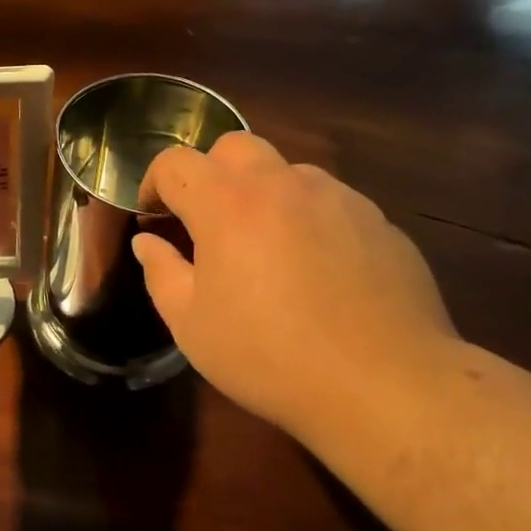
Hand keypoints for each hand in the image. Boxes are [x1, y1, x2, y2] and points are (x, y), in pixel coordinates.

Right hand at [133, 132, 459, 442]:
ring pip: (287, 172)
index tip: (152, 215)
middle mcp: (284, 184)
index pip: (177, 162)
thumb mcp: (191, 325)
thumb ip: (161, 272)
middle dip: (209, 174)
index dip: (154, 182)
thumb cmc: (268, 356)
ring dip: (262, 195)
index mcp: (228, 205)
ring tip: (265, 250)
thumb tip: (148, 242)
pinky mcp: (377, 220)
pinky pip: (329, 202)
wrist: (381, 384)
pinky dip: (306, 219)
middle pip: (235, 147)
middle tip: (206, 224)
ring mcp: (338, 197)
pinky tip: (315, 271)